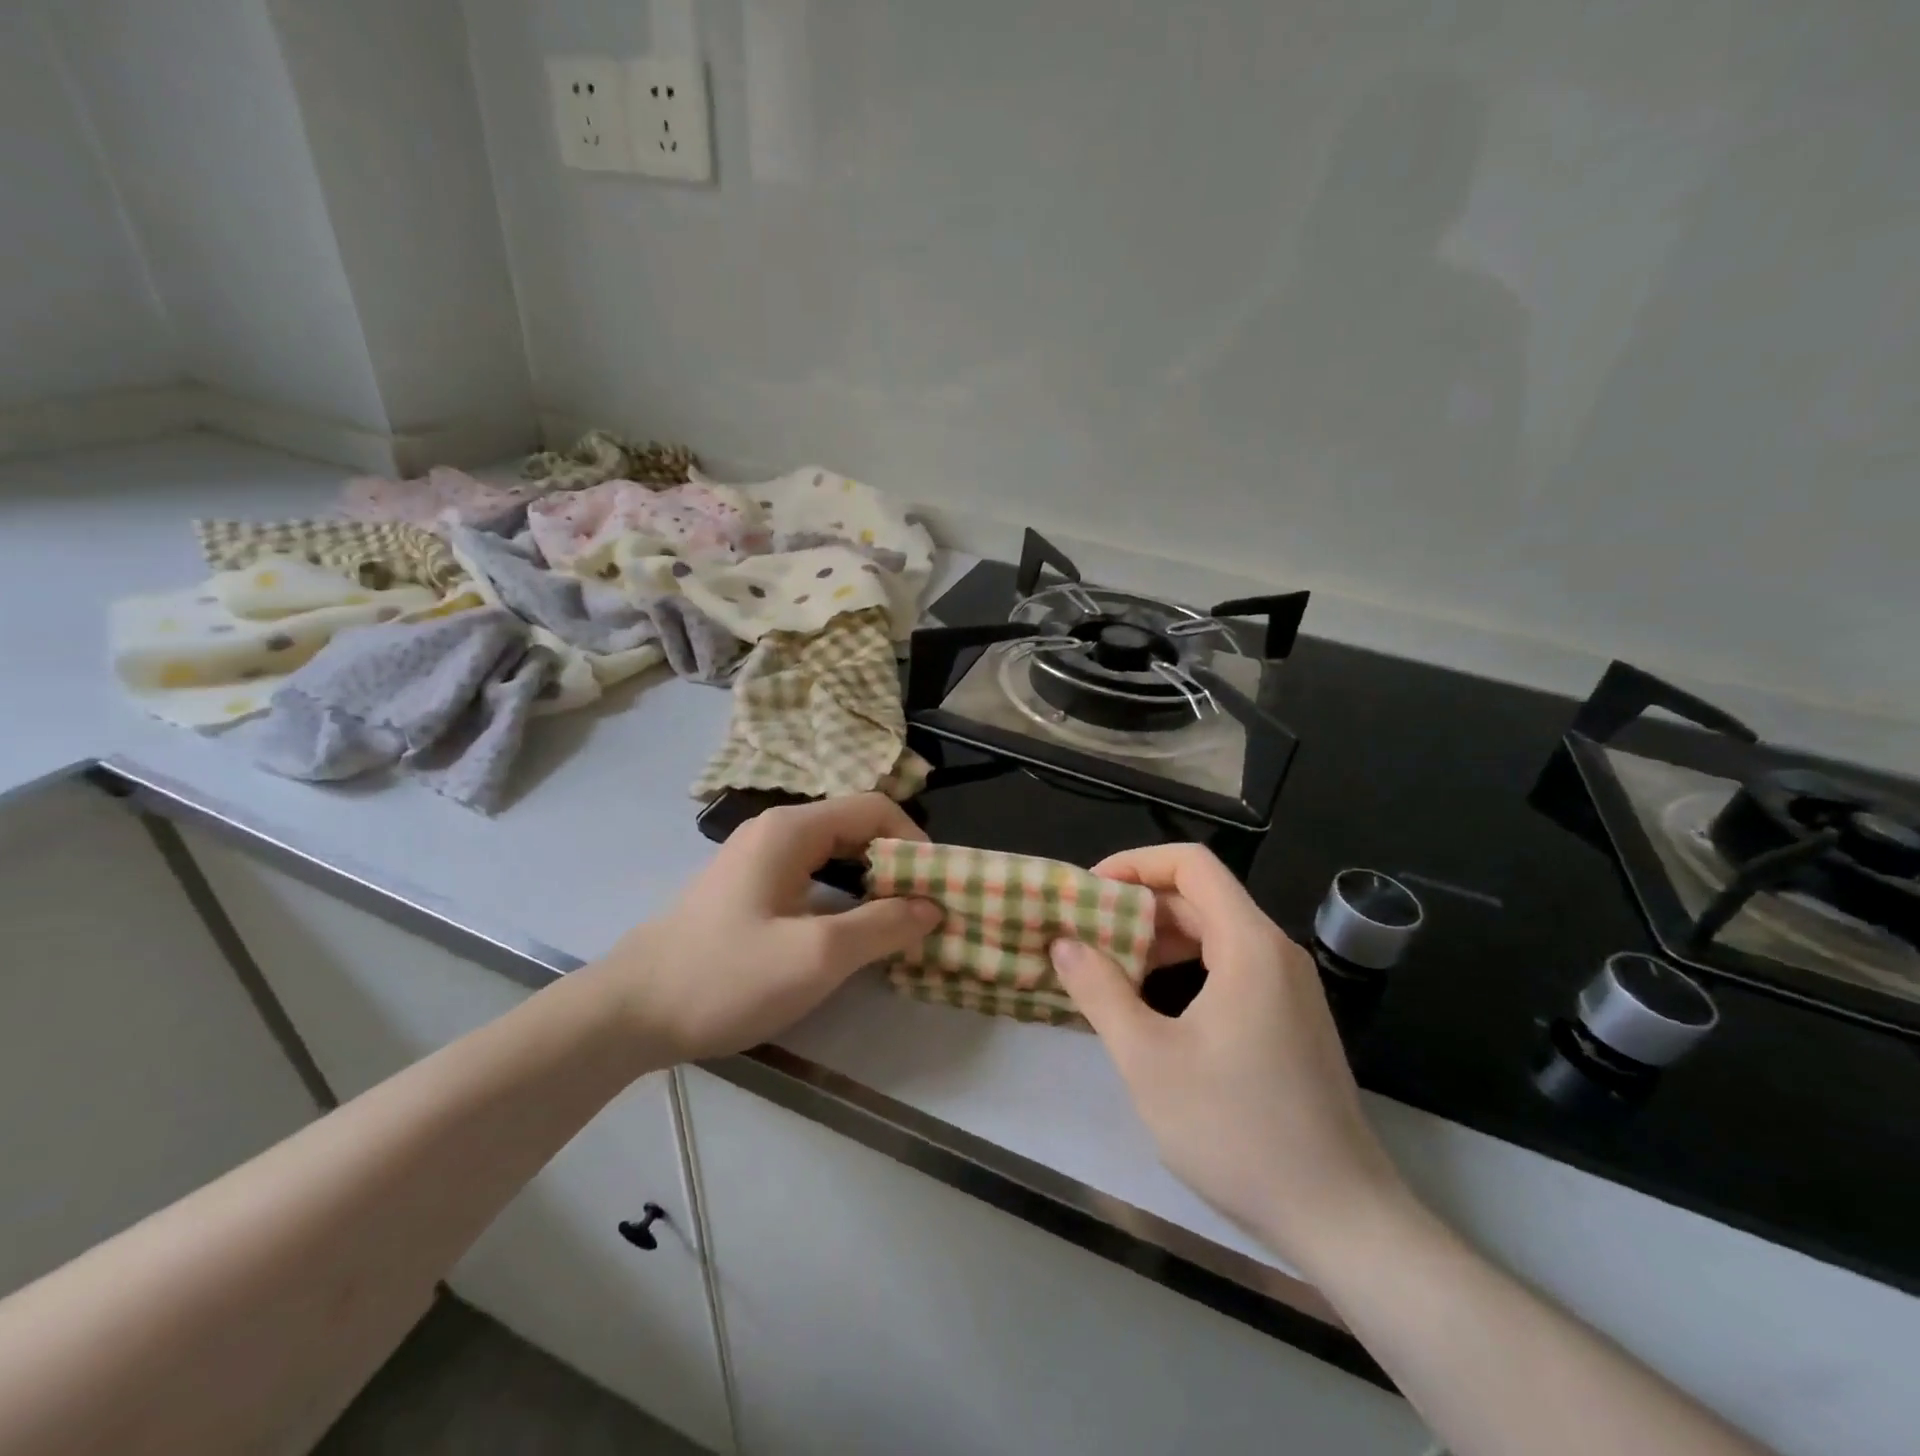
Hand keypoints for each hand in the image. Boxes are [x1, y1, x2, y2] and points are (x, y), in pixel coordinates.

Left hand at [603, 795, 940, 1063]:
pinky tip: (851, 935)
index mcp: (792, 829)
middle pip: (855, 829)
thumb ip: (883, 926)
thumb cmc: (726, 976)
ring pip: (833, 856)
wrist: (628, 1013)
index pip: (874, 809)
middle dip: (896, 865)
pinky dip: (842, 898)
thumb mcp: (817, 956)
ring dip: (871, 885)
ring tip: (898, 925)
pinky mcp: (747, 891)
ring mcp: (757, 861)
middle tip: (925, 910)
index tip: (938, 887)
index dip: (914, 841)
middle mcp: (775, 832)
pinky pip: (811, 879)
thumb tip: (933, 906)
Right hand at [1049, 844, 1408, 1269]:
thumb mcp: (1149, 1059)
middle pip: (1200, 898)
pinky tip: (1150, 1005)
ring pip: (1214, 935)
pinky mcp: (1290, 1021)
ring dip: (1158, 941)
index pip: (1191, 864)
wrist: (1340, 1219)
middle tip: (1084, 933)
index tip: (1089, 892)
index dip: (1135, 864)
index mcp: (1249, 945)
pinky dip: (1185, 969)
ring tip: (1106, 969)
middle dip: (1138, 907)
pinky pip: (1230, 968)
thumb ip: (1100, 991)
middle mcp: (1275, 952)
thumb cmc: (1237, 1131)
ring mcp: (1288, 988)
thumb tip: (1063, 943)